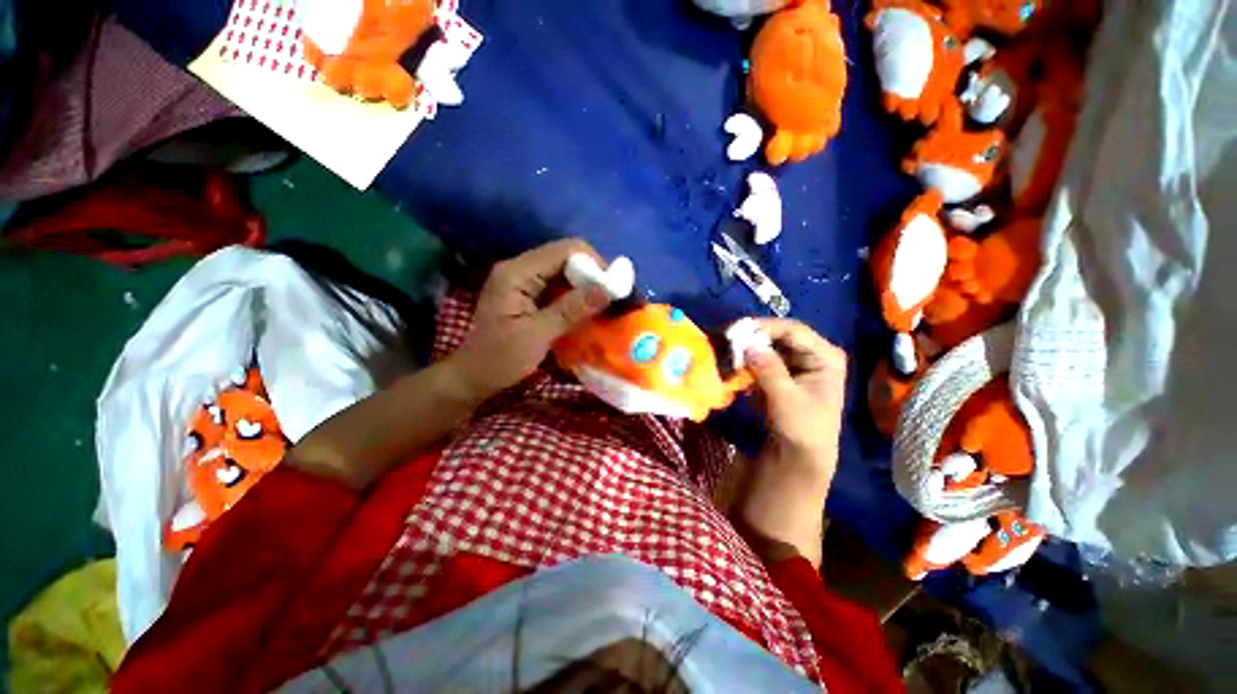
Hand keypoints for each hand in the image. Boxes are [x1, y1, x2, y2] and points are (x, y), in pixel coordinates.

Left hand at [451, 239, 610, 401]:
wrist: (472, 378)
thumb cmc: (500, 359)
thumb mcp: (538, 335)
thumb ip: (572, 309)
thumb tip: (607, 289)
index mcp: (517, 272)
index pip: (565, 250)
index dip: (594, 264)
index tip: (613, 288)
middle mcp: (520, 269)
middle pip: (566, 257)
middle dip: (592, 275)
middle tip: (612, 299)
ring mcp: (523, 281)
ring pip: (564, 272)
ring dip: (585, 286)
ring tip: (604, 305)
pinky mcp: (528, 295)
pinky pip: (558, 287)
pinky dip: (575, 296)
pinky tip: (587, 310)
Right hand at [735, 320, 846, 566]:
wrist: (800, 456)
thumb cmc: (803, 429)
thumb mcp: (786, 399)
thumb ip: (768, 368)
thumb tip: (747, 342)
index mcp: (825, 355)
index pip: (792, 330)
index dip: (763, 327)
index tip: (735, 331)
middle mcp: (812, 353)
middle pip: (777, 335)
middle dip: (751, 338)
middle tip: (725, 340)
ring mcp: (795, 362)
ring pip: (766, 346)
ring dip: (746, 349)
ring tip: (725, 351)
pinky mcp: (780, 373)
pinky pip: (761, 359)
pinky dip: (746, 361)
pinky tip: (732, 366)